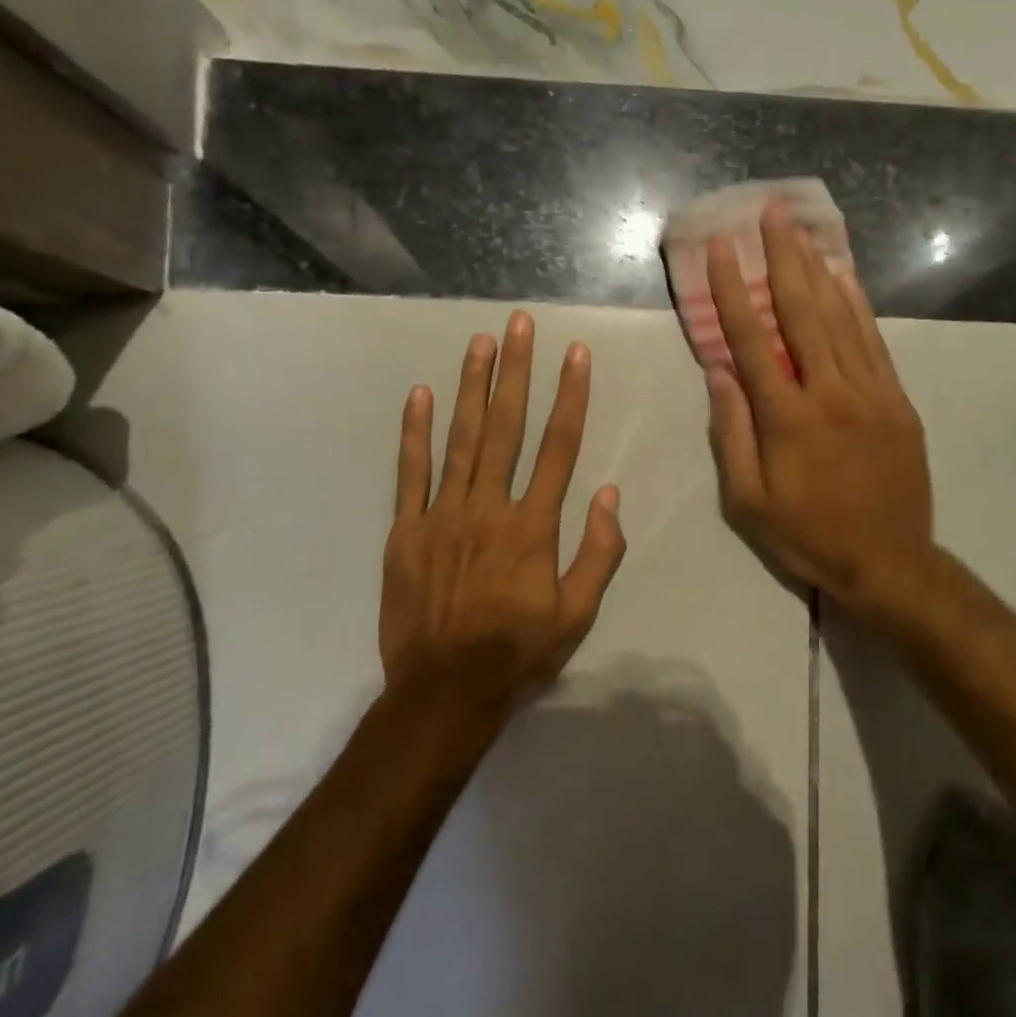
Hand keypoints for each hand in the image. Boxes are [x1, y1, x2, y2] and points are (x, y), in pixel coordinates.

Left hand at [381, 310, 625, 714]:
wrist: (443, 693)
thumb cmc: (518, 653)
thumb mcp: (577, 615)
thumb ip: (599, 553)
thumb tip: (608, 493)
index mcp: (533, 526)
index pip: (558, 446)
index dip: (569, 396)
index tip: (575, 355)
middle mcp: (489, 507)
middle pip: (506, 427)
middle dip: (516, 371)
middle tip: (519, 323)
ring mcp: (442, 515)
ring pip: (459, 438)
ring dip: (471, 386)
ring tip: (480, 342)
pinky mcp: (406, 530)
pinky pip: (410, 472)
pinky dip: (414, 432)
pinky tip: (420, 394)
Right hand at [705, 202, 937, 627]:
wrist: (891, 564)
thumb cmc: (808, 536)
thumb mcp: (748, 503)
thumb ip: (732, 434)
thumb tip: (719, 371)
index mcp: (788, 419)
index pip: (753, 340)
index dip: (733, 290)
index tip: (722, 248)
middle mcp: (830, 393)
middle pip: (802, 312)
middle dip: (783, 257)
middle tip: (771, 212)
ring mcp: (871, 392)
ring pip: (840, 317)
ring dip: (818, 269)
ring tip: (802, 229)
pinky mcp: (897, 400)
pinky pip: (874, 341)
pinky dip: (857, 304)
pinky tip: (844, 276)